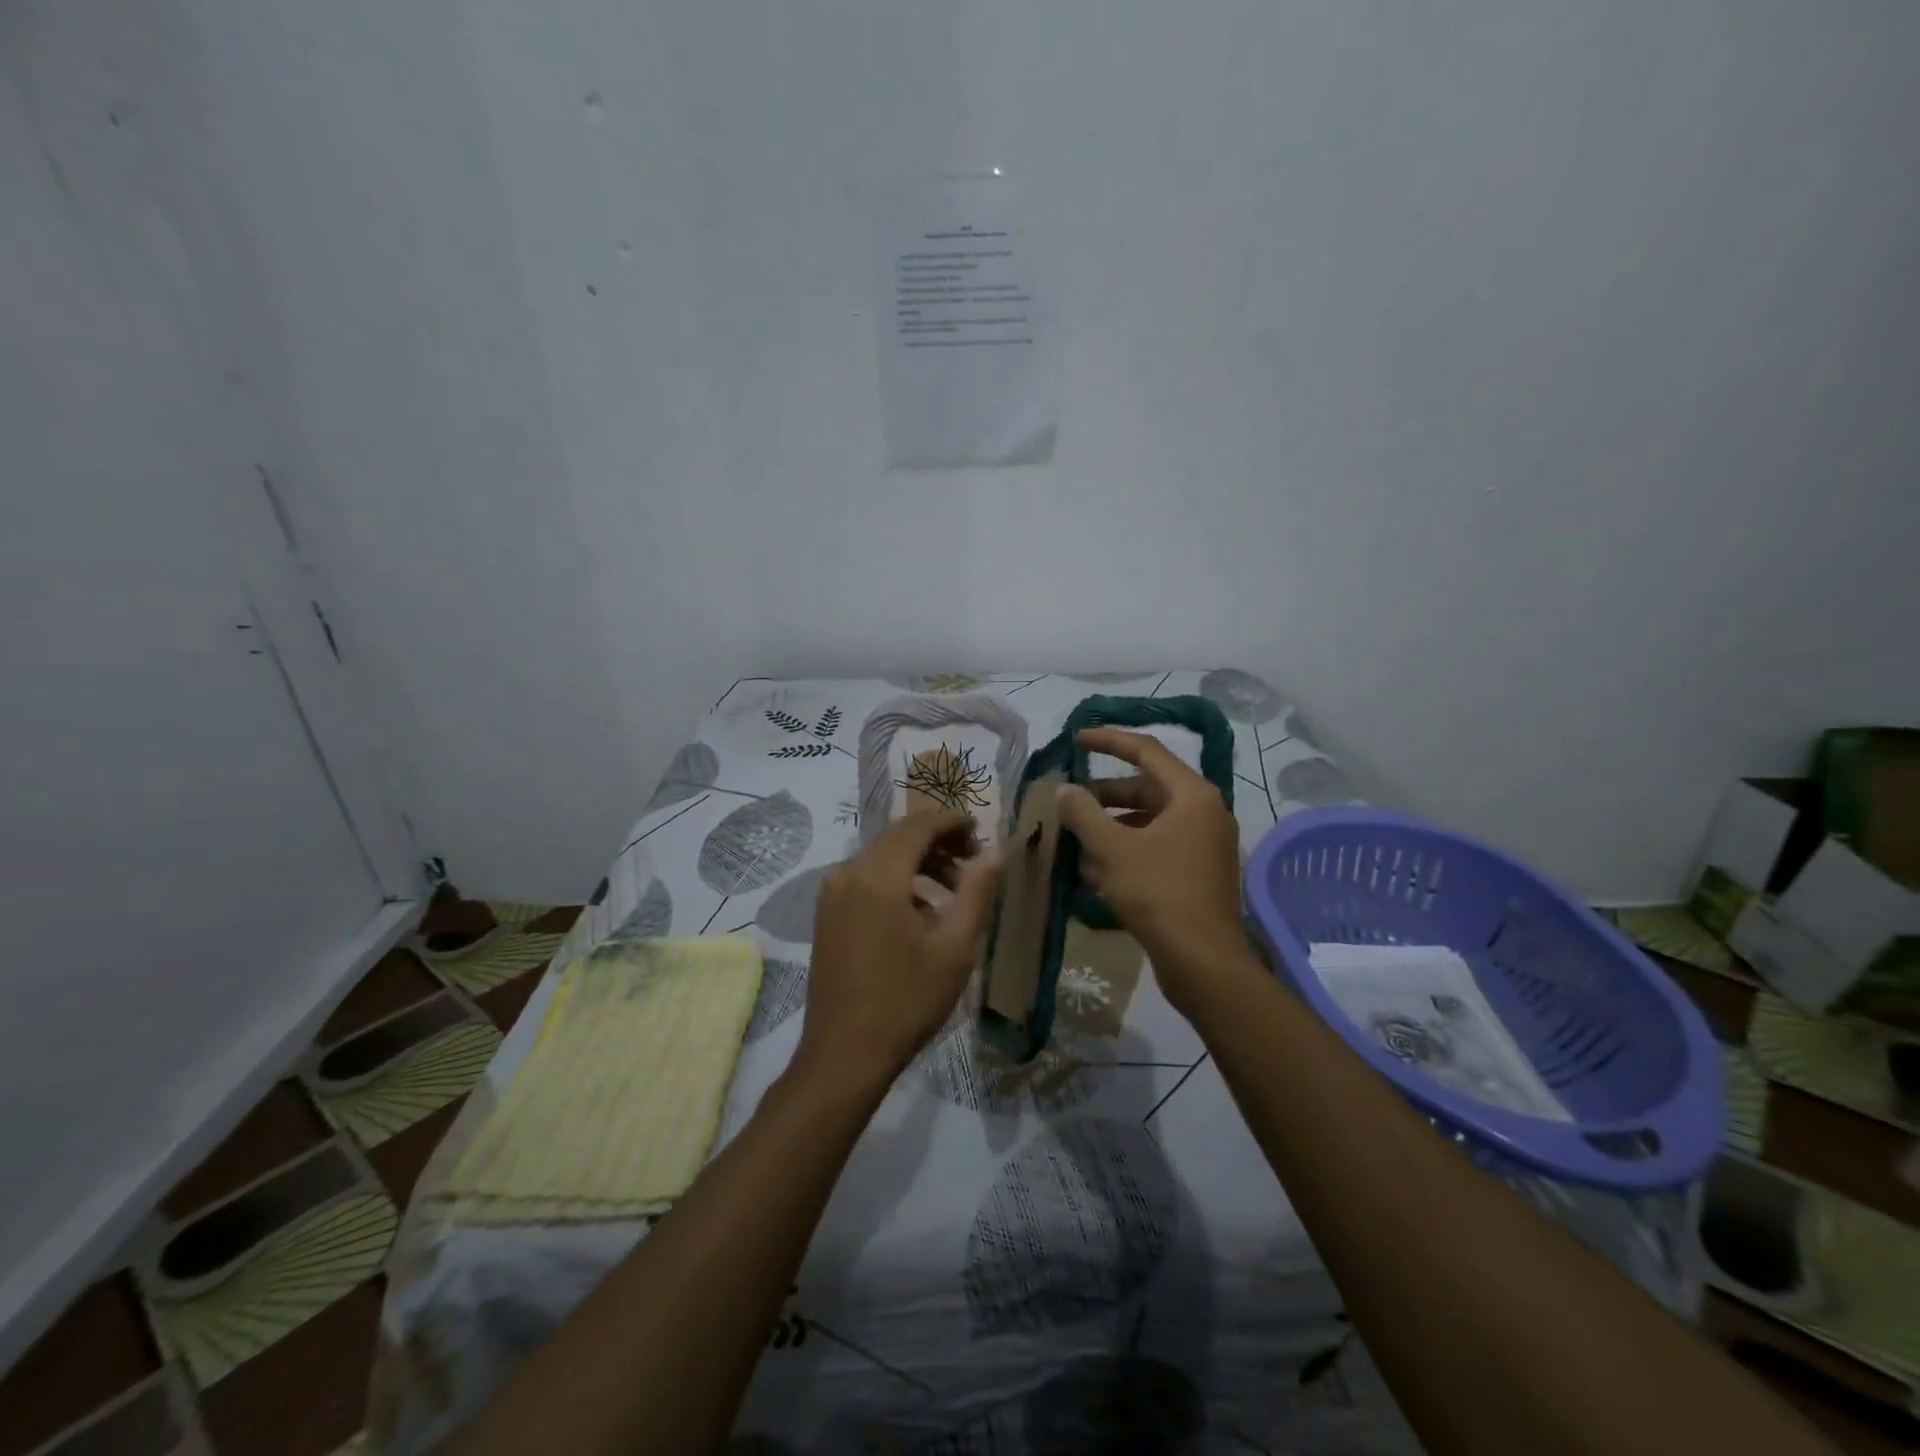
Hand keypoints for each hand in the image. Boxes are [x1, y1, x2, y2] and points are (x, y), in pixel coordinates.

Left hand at [799, 810, 1002, 1088]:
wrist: (844, 1054)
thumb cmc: (907, 1000)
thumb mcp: (954, 947)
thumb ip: (977, 892)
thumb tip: (996, 852)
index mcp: (878, 875)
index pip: (918, 826)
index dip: (952, 822)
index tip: (981, 832)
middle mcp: (848, 873)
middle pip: (898, 838)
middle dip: (939, 843)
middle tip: (974, 863)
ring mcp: (832, 894)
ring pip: (882, 858)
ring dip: (919, 864)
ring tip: (954, 893)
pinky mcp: (827, 914)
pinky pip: (866, 879)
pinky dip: (897, 882)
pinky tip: (921, 914)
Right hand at [1055, 728, 1251, 1013]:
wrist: (1203, 962)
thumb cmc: (1159, 893)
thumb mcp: (1112, 849)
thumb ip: (1083, 813)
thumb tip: (1064, 790)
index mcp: (1192, 795)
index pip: (1147, 751)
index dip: (1108, 741)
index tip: (1076, 739)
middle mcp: (1204, 813)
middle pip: (1147, 788)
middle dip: (1104, 794)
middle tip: (1069, 800)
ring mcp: (1204, 845)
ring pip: (1149, 821)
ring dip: (1111, 826)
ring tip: (1074, 837)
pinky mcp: (1198, 873)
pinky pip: (1157, 847)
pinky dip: (1126, 849)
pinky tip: (1092, 870)